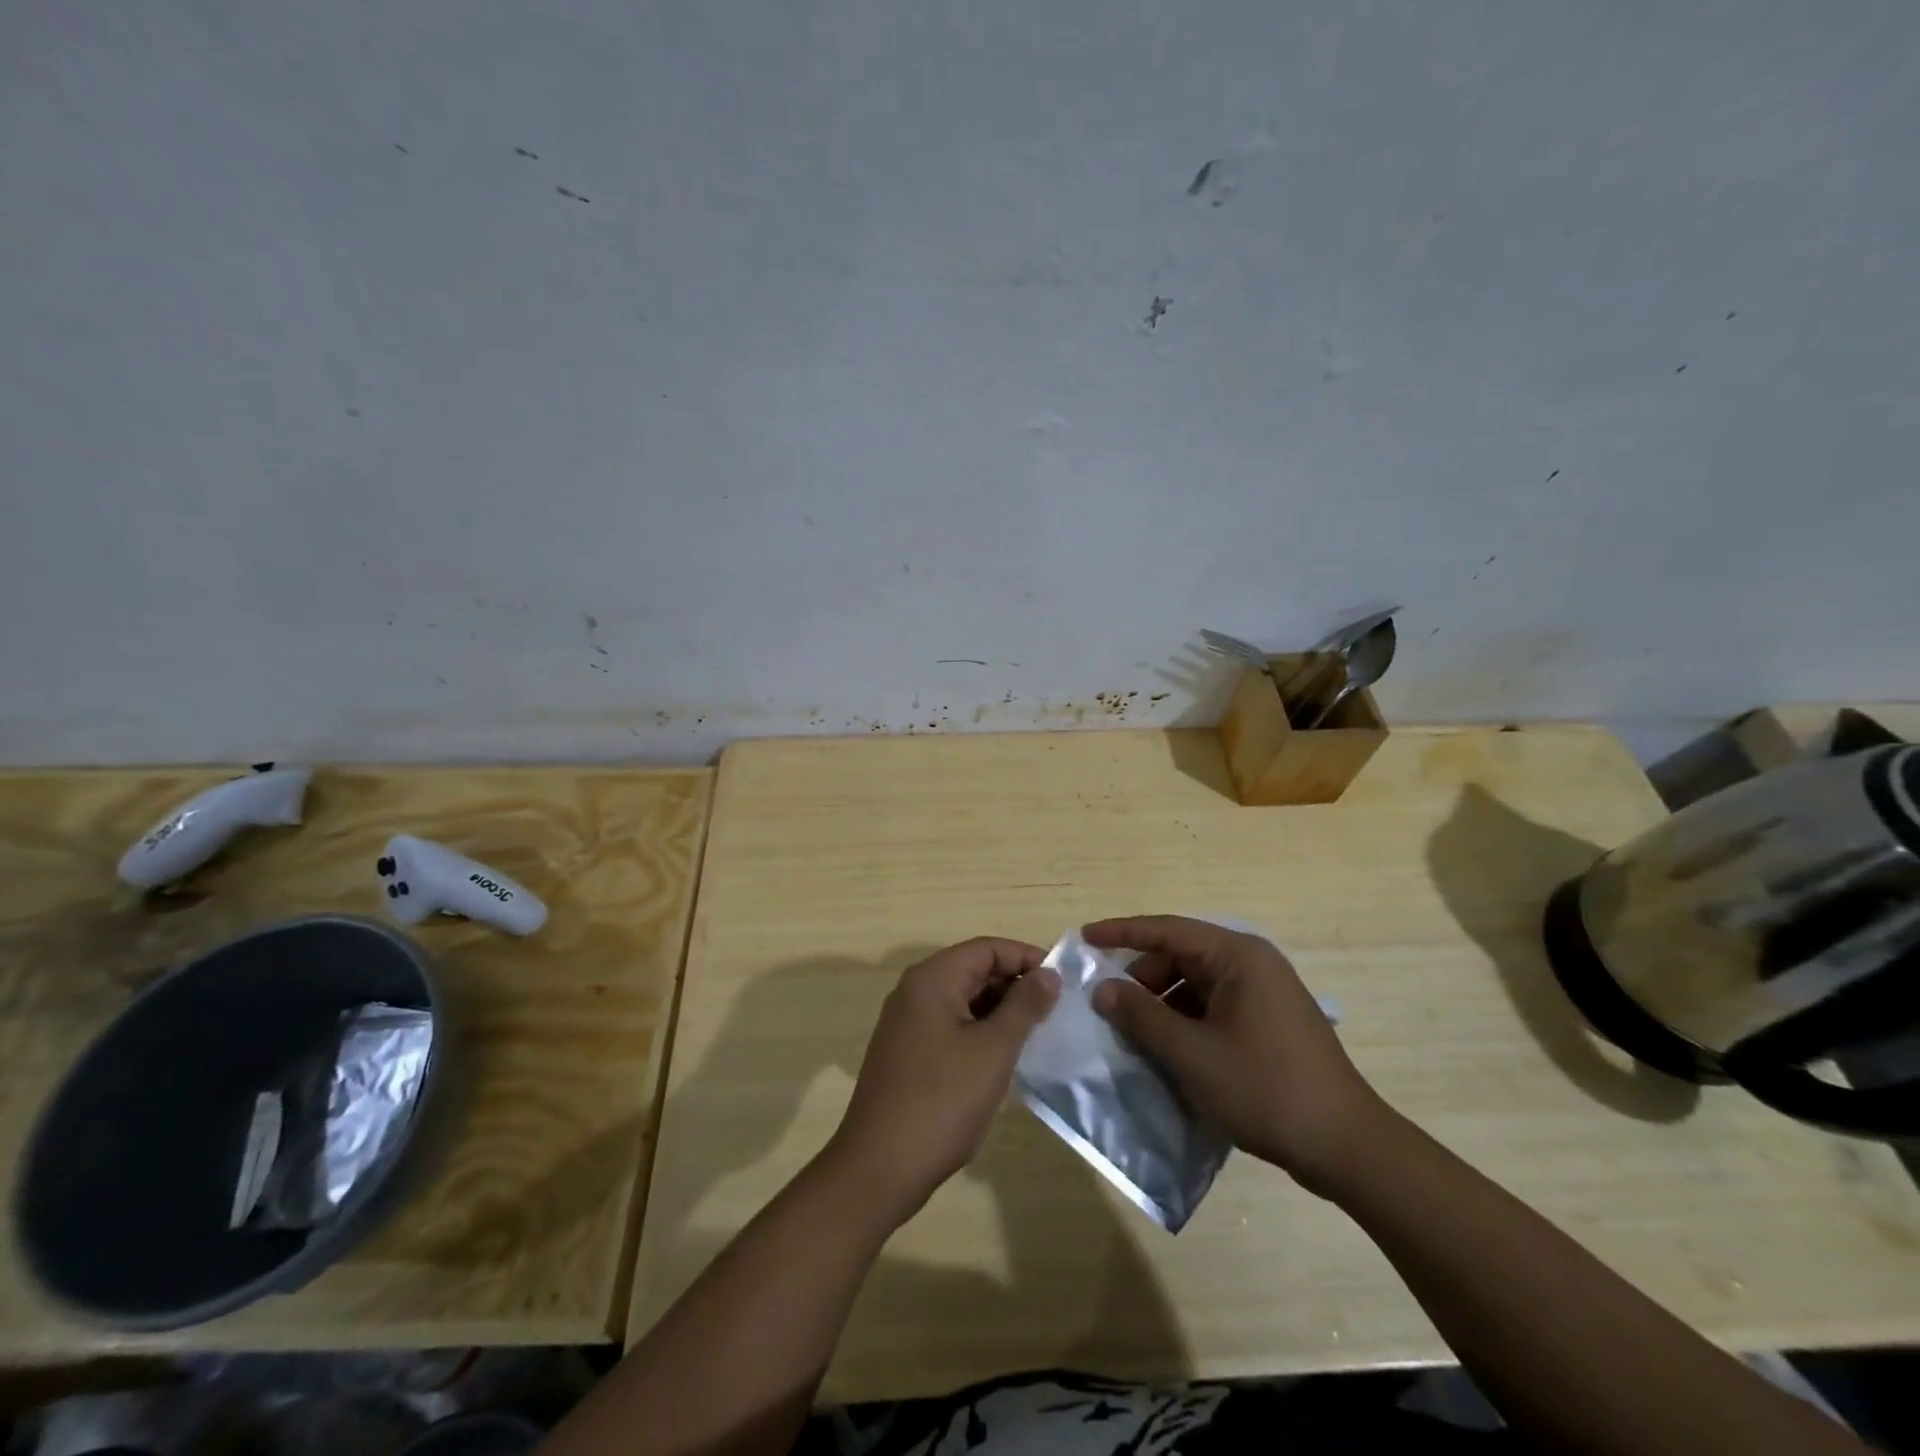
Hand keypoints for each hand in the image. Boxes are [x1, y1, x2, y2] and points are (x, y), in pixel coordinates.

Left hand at [826, 938, 1059, 1224]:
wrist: (879, 1168)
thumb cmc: (942, 1101)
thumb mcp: (993, 1050)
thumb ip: (1024, 1006)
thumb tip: (1049, 973)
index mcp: (932, 979)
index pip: (987, 948)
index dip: (1027, 958)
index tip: (1063, 982)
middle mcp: (915, 991)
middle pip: (973, 970)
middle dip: (1015, 985)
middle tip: (1056, 1011)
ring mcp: (907, 1023)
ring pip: (963, 999)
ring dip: (1000, 1011)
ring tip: (1038, 1034)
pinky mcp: (907, 1052)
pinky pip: (951, 1025)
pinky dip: (980, 1032)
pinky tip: (1004, 1058)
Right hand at [1086, 915, 1391, 1196]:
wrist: (1347, 1147)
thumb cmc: (1265, 1089)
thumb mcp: (1192, 1054)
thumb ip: (1142, 1016)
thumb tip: (1103, 989)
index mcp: (1237, 956)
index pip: (1167, 929)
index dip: (1121, 932)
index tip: (1084, 938)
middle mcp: (1251, 964)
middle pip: (1180, 955)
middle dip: (1141, 977)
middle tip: (1106, 1004)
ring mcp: (1263, 994)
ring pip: (1195, 984)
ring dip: (1161, 1003)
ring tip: (1131, 1031)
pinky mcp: (1268, 1023)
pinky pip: (1212, 1007)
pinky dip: (1184, 1020)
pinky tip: (1165, 1048)